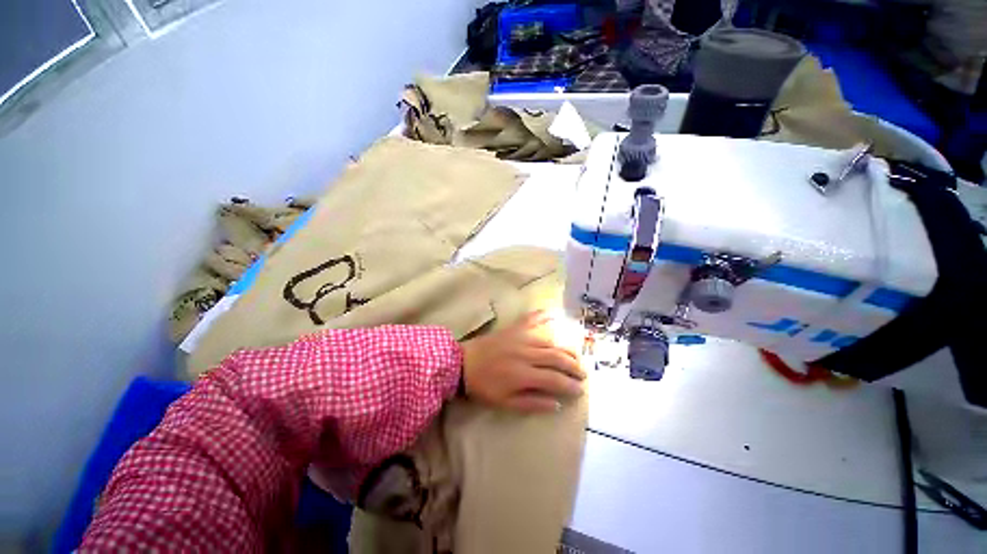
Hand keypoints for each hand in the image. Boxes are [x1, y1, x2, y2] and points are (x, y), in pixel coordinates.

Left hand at [460, 311, 585, 411]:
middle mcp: (527, 353)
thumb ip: (532, 403)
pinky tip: (553, 314)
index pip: (555, 379)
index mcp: (524, 374)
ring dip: (565, 348)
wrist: (463, 363)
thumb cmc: (484, 386)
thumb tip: (556, 404)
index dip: (570, 385)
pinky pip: (531, 319)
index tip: (580, 390)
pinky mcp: (514, 328)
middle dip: (574, 366)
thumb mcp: (505, 402)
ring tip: (575, 355)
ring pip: (550, 341)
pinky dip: (543, 316)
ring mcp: (521, 337)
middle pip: (557, 358)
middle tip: (583, 373)